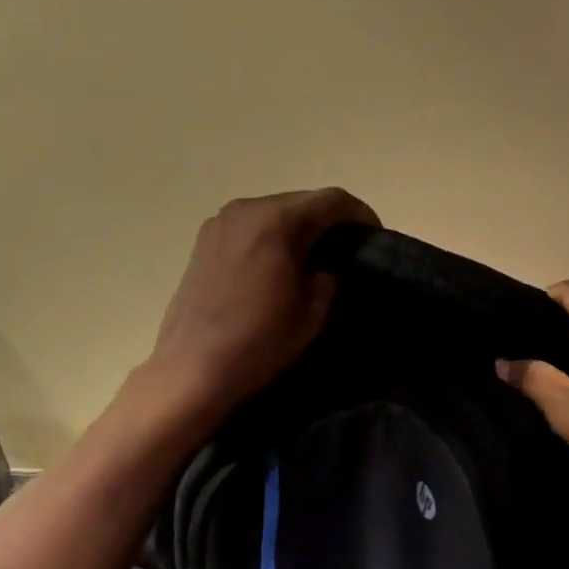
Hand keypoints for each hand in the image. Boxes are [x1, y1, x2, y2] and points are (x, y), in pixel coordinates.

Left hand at [145, 188, 379, 421]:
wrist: (193, 367)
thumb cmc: (259, 341)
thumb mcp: (312, 312)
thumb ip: (328, 277)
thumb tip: (327, 267)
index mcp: (276, 221)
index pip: (332, 201)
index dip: (361, 215)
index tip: (375, 237)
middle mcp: (246, 209)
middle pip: (301, 201)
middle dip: (328, 221)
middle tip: (347, 249)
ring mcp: (220, 223)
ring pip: (273, 212)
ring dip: (298, 228)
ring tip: (314, 258)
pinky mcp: (204, 241)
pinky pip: (250, 227)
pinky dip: (271, 236)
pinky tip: (278, 264)